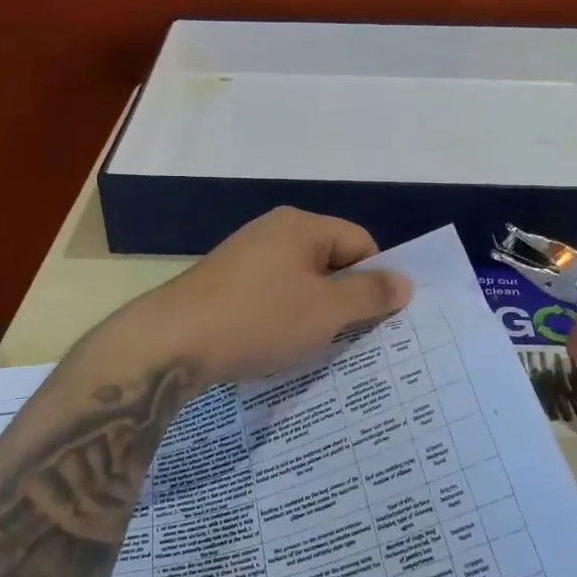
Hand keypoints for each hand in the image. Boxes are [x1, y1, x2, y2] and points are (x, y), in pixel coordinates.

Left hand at [127, 207, 413, 385]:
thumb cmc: (259, 319)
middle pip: (330, 261)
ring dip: (315, 314)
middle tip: (356, 339)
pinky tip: (280, 347)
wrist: (171, 343)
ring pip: (300, 283)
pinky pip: (271, 297)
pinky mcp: (224, 285)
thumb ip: (370, 294)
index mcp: (300, 226)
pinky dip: (283, 319)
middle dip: (345, 300)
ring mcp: (244, 258)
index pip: (360, 243)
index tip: (379, 320)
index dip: (376, 279)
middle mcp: (272, 232)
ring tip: (319, 349)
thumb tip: (405, 281)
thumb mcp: (325, 310)